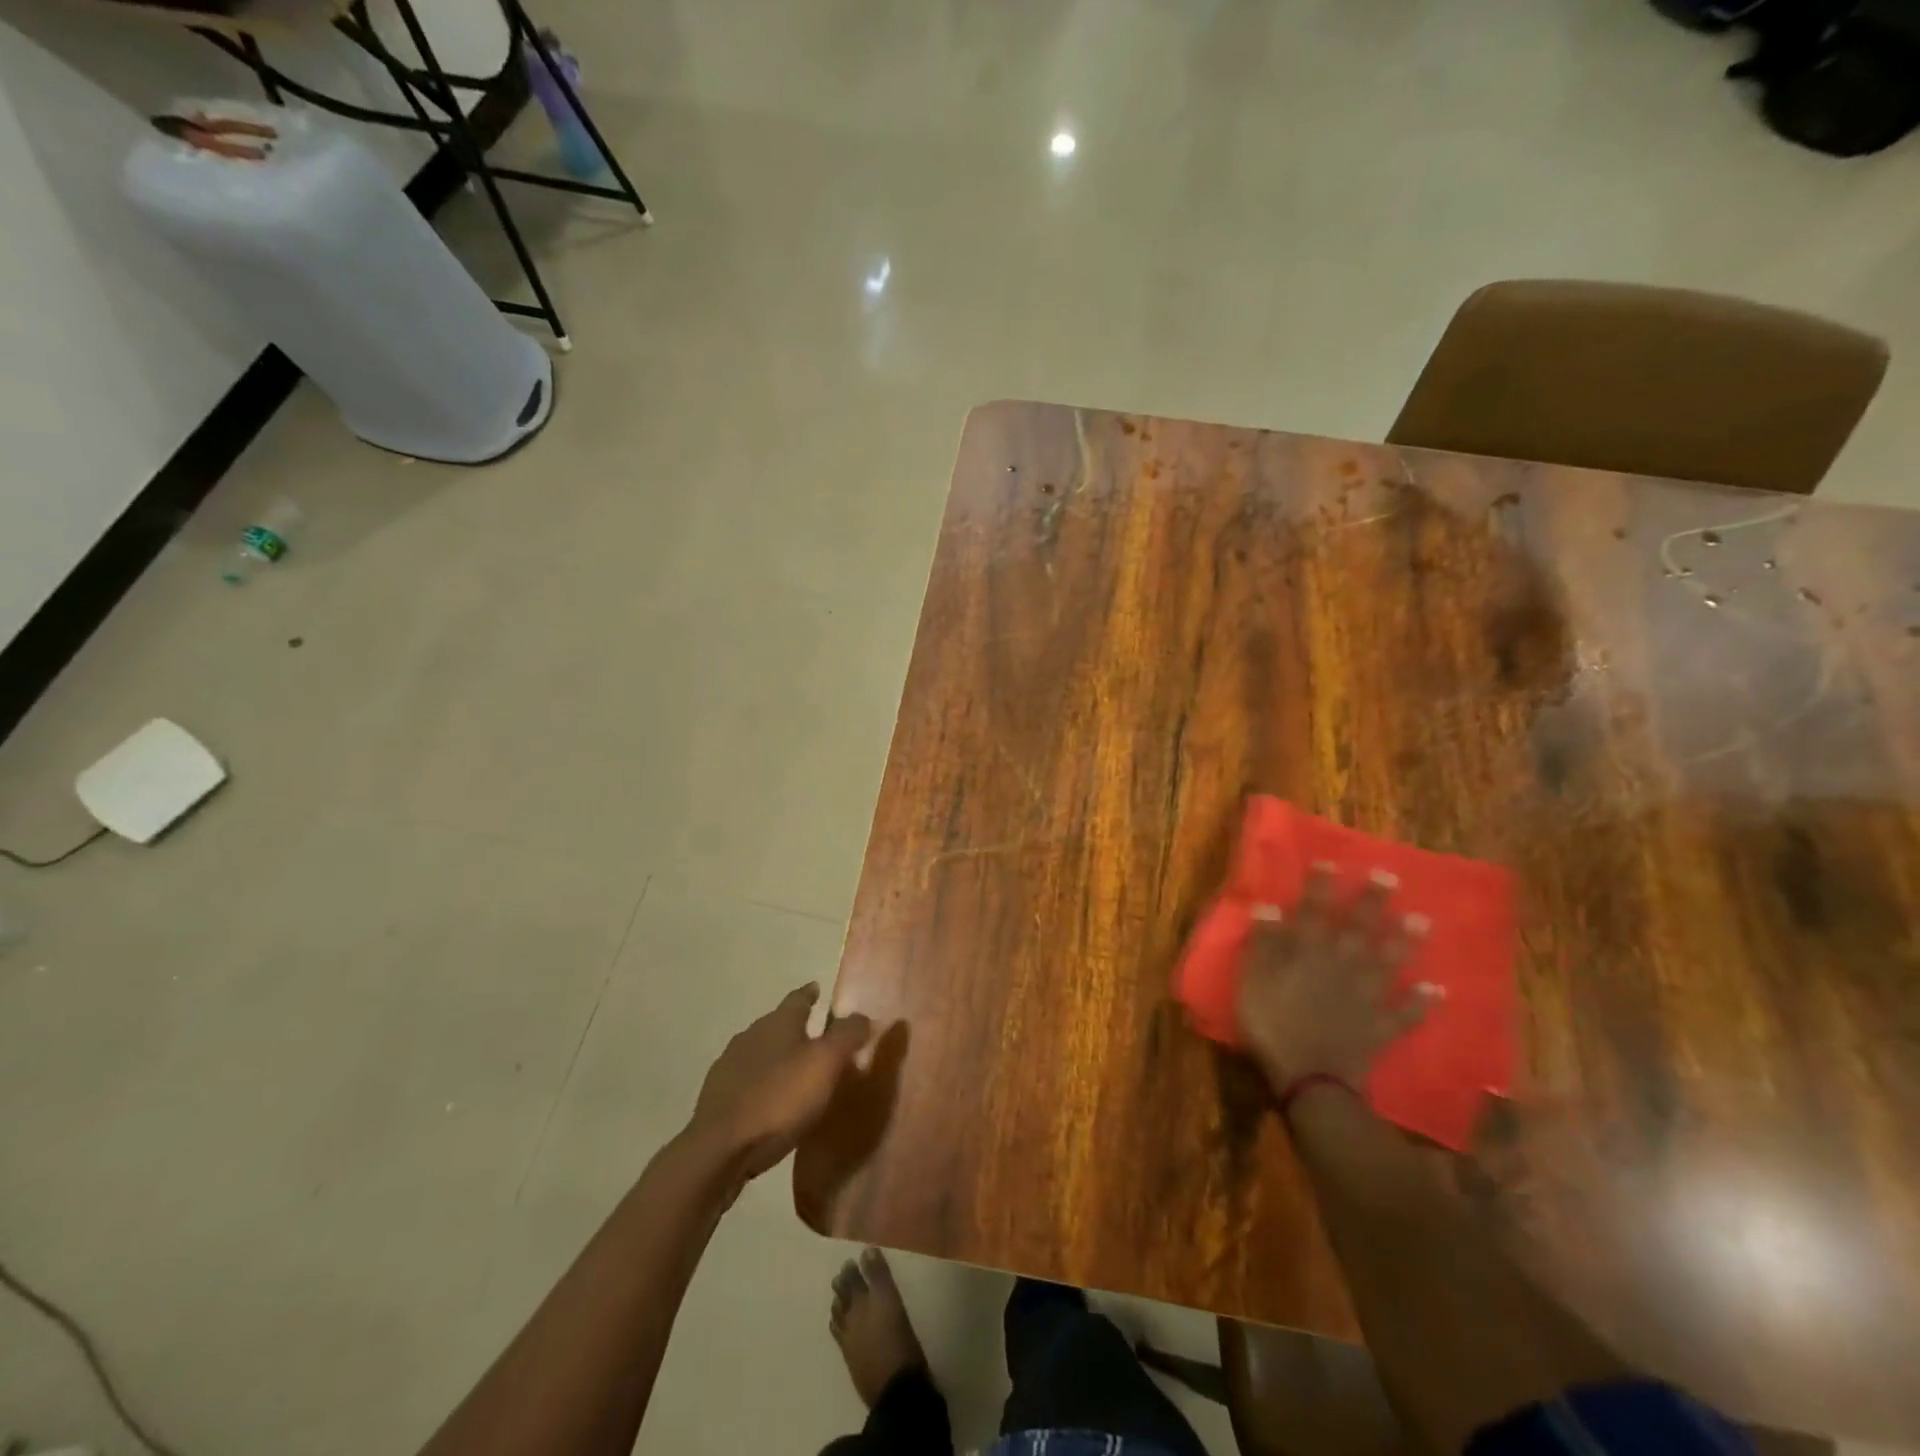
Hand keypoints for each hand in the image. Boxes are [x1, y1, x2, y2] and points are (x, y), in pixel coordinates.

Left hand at [686, 984, 873, 1182]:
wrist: (720, 1149)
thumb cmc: (780, 1099)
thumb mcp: (826, 1064)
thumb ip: (847, 1036)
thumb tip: (862, 1015)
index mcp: (778, 1022)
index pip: (797, 998)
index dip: (810, 994)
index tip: (817, 988)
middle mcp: (751, 1035)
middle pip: (777, 1023)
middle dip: (794, 1027)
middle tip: (815, 1036)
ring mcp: (729, 1065)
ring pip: (759, 1051)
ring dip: (776, 1056)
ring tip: (794, 1070)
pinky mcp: (716, 1097)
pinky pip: (746, 1080)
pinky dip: (761, 1083)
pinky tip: (769, 1100)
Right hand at [1237, 866, 1438, 1090]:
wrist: (1309, 1078)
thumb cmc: (1271, 1024)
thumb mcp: (1253, 980)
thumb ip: (1263, 943)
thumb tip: (1268, 906)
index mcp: (1307, 953)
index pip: (1313, 911)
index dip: (1320, 887)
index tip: (1331, 862)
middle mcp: (1341, 966)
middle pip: (1358, 928)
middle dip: (1372, 902)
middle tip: (1390, 877)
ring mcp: (1366, 996)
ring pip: (1388, 962)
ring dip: (1405, 942)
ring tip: (1422, 920)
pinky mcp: (1381, 1026)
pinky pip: (1406, 1013)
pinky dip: (1422, 1002)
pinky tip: (1438, 990)